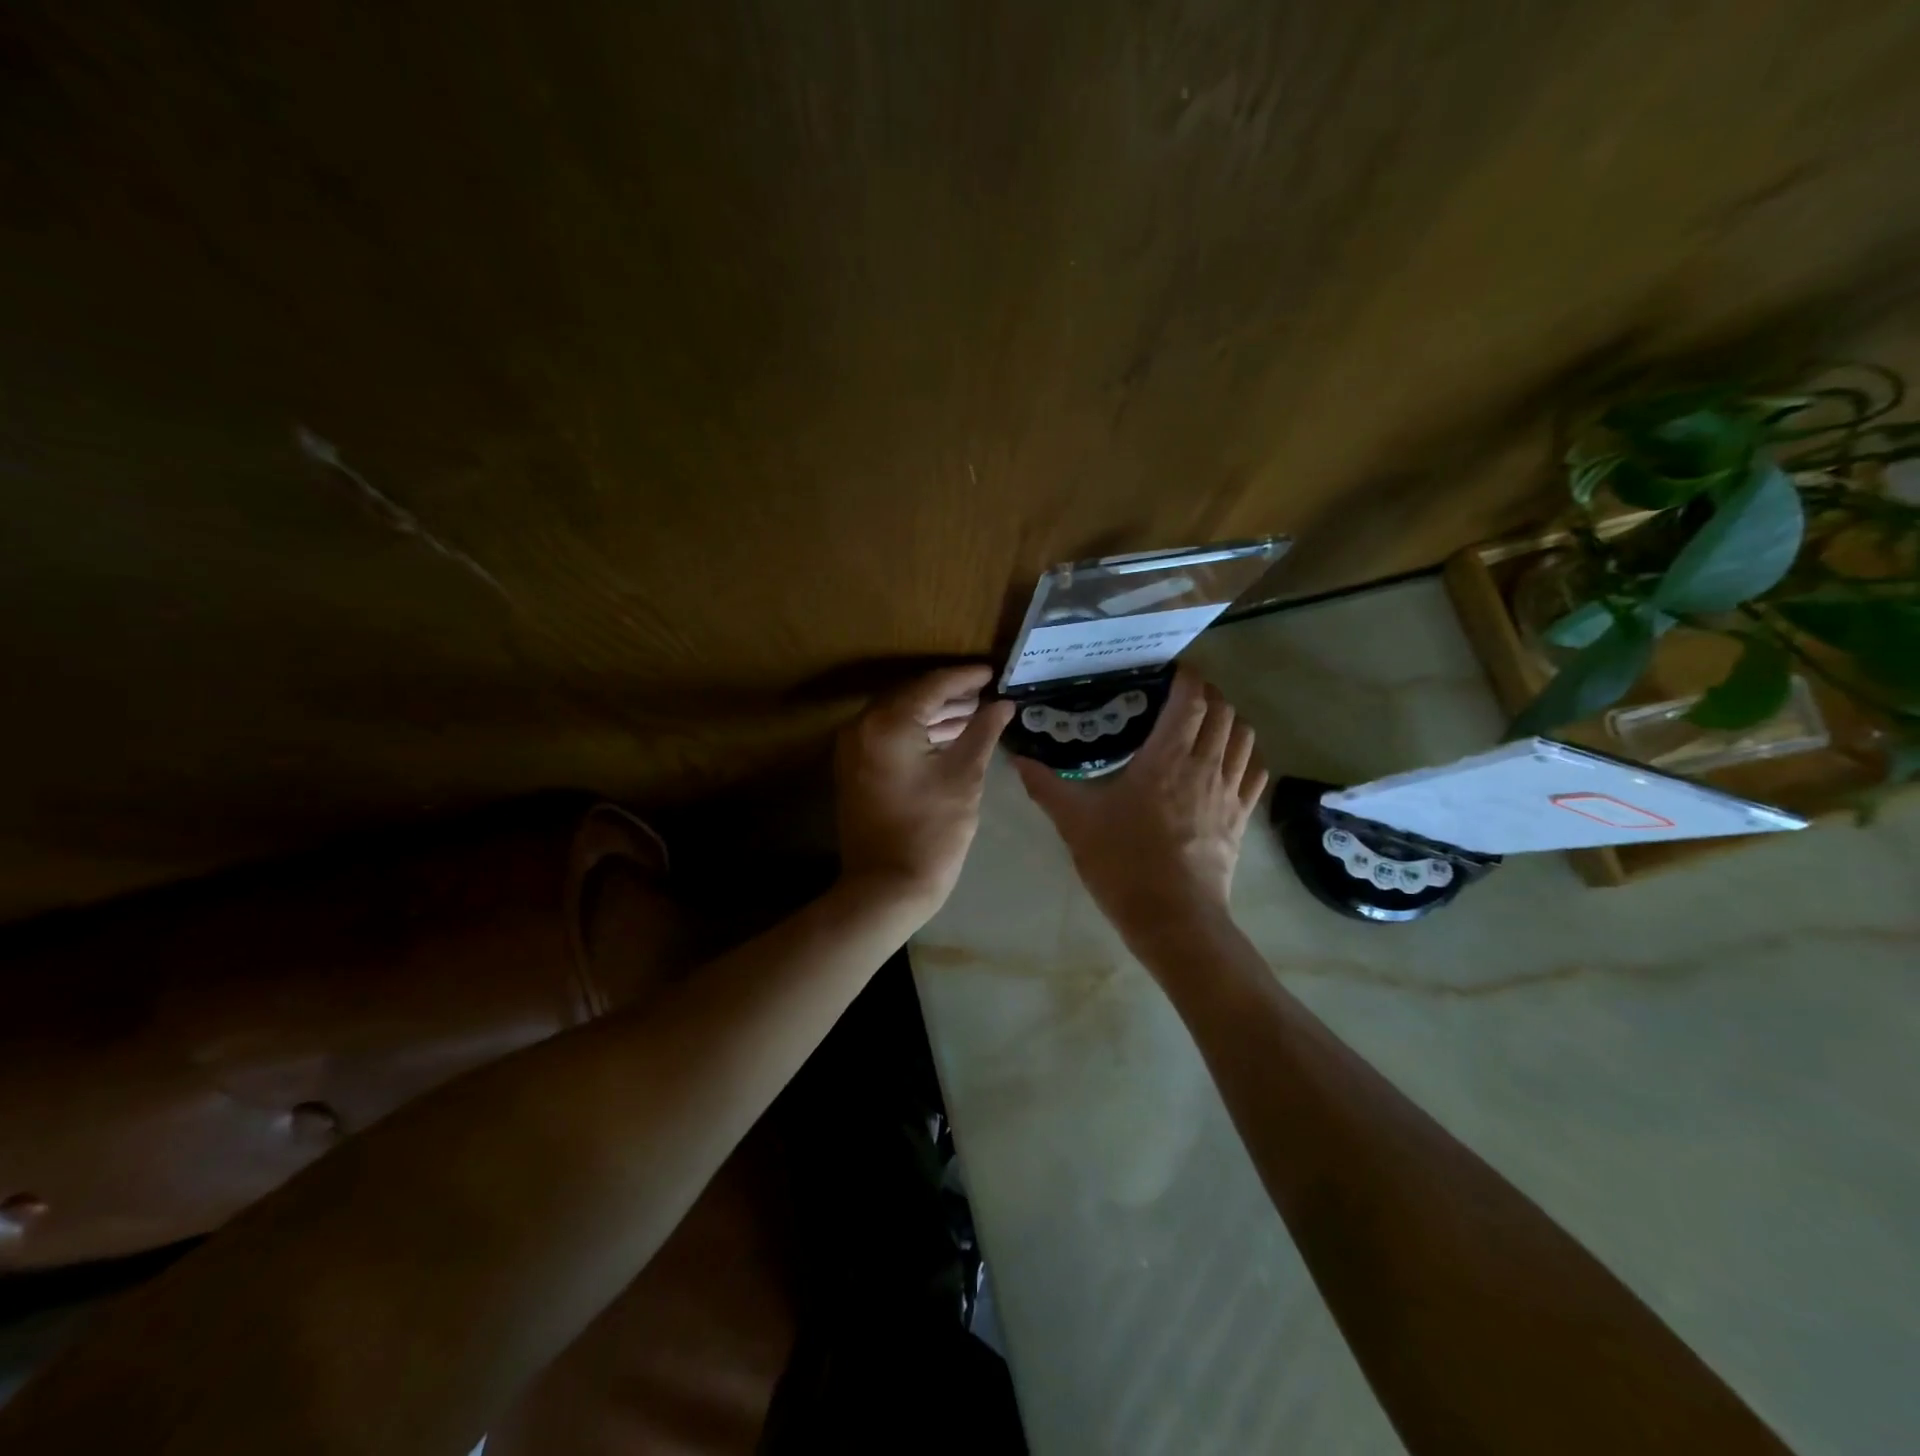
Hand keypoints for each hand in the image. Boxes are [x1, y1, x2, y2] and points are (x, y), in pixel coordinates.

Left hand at [835, 664, 1015, 919]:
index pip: (932, 685)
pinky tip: (947, 737)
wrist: (887, 887)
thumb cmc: (932, 831)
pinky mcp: (854, 768)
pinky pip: (887, 736)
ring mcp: (853, 748)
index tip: (993, 673)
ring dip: (933, 714)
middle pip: (912, 696)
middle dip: (950, 694)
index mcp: (888, 723)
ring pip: (899, 716)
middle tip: (986, 694)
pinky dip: (915, 732)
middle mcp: (862, 726)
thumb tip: (1003, 704)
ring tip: (974, 714)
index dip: (965, 677)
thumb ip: (983, 731)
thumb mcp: (965, 777)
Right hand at [1013, 667, 1266, 943]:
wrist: (1173, 918)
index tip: (1170, 671)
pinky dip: (1245, 754)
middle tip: (1182, 695)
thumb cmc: (1123, 863)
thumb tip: (1018, 760)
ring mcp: (1228, 791)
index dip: (1187, 677)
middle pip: (1222, 711)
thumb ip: (1046, 787)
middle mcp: (1205, 765)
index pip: (1190, 700)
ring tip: (1205, 723)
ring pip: (1243, 736)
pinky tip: (1228, 760)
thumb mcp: (1076, 822)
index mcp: (1166, 758)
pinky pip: (1254, 771)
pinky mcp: (1241, 817)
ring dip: (1228, 719)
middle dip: (1207, 693)